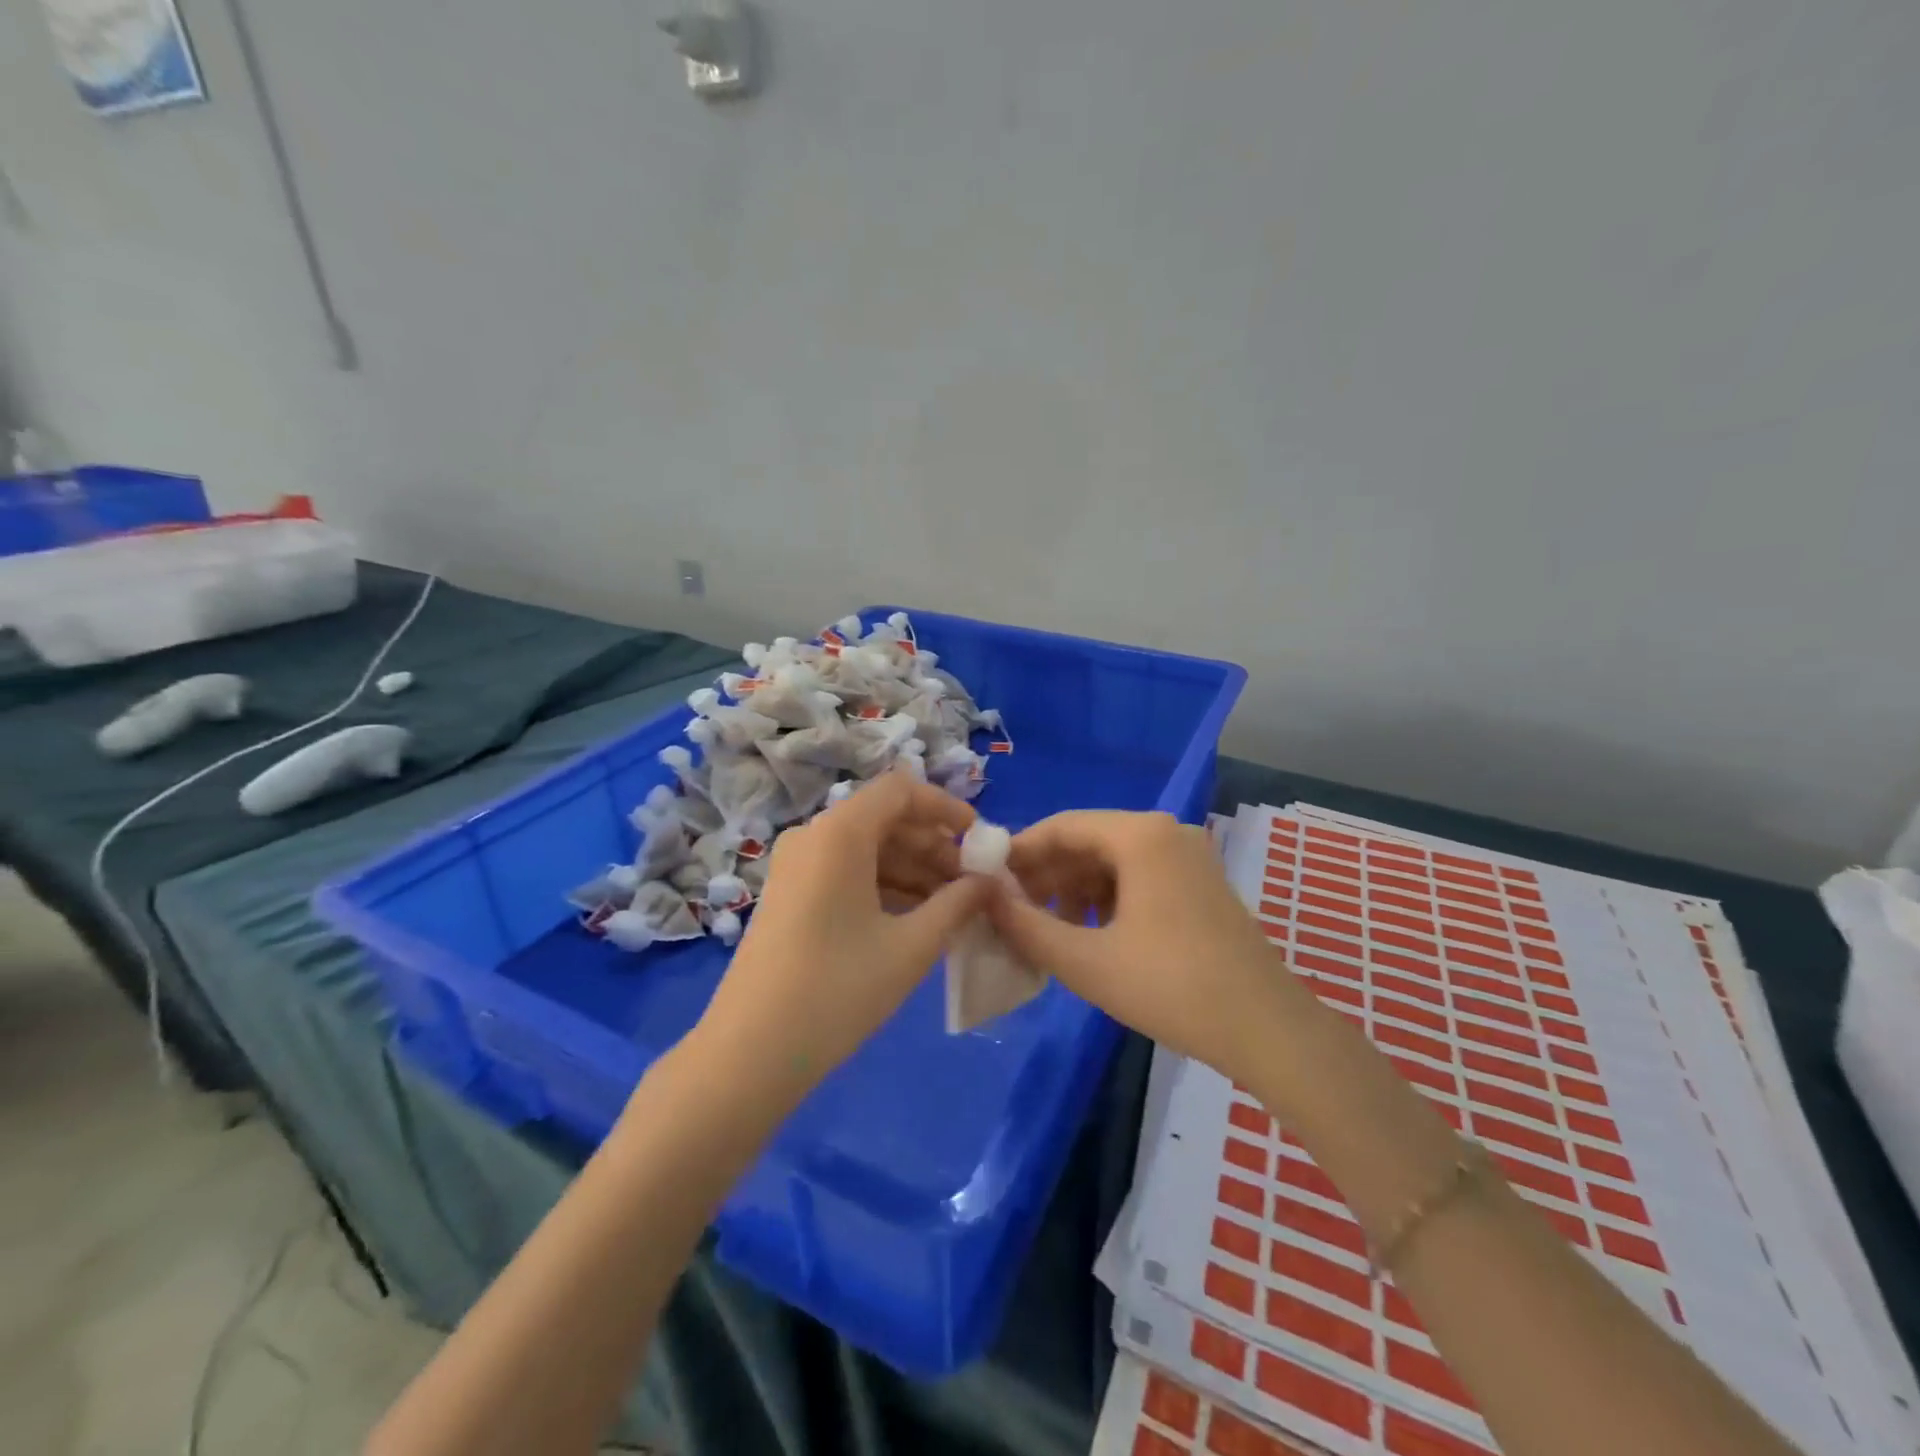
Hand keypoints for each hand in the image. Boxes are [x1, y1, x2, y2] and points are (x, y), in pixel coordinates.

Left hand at [692, 770, 993, 1098]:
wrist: (750, 1053)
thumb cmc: (838, 991)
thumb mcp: (911, 947)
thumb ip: (957, 904)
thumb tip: (988, 882)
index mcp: (840, 832)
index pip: (901, 790)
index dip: (946, 807)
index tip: (980, 840)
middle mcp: (814, 835)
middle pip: (885, 818)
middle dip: (934, 845)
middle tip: (973, 883)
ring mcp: (796, 865)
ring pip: (867, 848)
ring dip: (913, 869)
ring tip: (953, 906)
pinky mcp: (790, 894)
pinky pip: (847, 871)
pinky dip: (884, 885)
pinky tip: (916, 918)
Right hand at [987, 811, 1296, 1070]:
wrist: (1267, 1029)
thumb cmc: (1171, 988)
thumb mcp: (1086, 961)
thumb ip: (1027, 926)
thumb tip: (986, 898)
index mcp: (1140, 835)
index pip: (1062, 826)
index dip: (1020, 852)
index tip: (988, 881)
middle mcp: (1166, 831)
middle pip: (1088, 840)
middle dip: (1047, 874)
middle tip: (1014, 910)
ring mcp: (1189, 856)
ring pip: (1113, 860)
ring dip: (1075, 888)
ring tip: (1050, 929)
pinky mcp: (1201, 882)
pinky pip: (1140, 875)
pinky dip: (1108, 897)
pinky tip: (1092, 933)